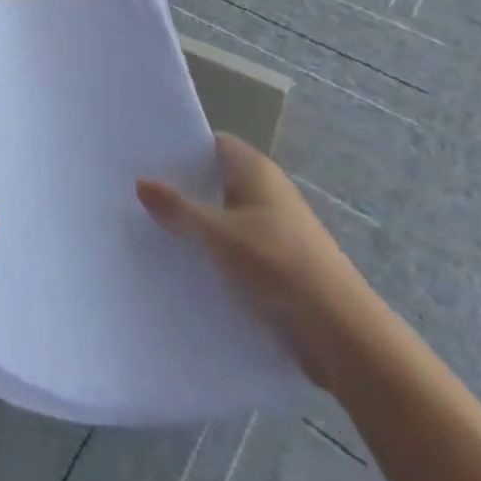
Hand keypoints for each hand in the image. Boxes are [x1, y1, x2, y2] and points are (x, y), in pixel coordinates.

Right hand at [137, 134, 383, 392]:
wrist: (343, 336)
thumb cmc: (278, 265)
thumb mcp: (218, 234)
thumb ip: (178, 208)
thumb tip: (141, 182)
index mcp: (256, 170)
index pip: (212, 144)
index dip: (180, 148)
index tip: (144, 157)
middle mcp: (266, 192)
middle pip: (216, 181)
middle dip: (182, 189)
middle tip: (137, 195)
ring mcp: (274, 230)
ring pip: (224, 219)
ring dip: (197, 227)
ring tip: (150, 232)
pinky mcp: (279, 267)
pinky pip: (236, 250)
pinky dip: (214, 255)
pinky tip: (184, 269)